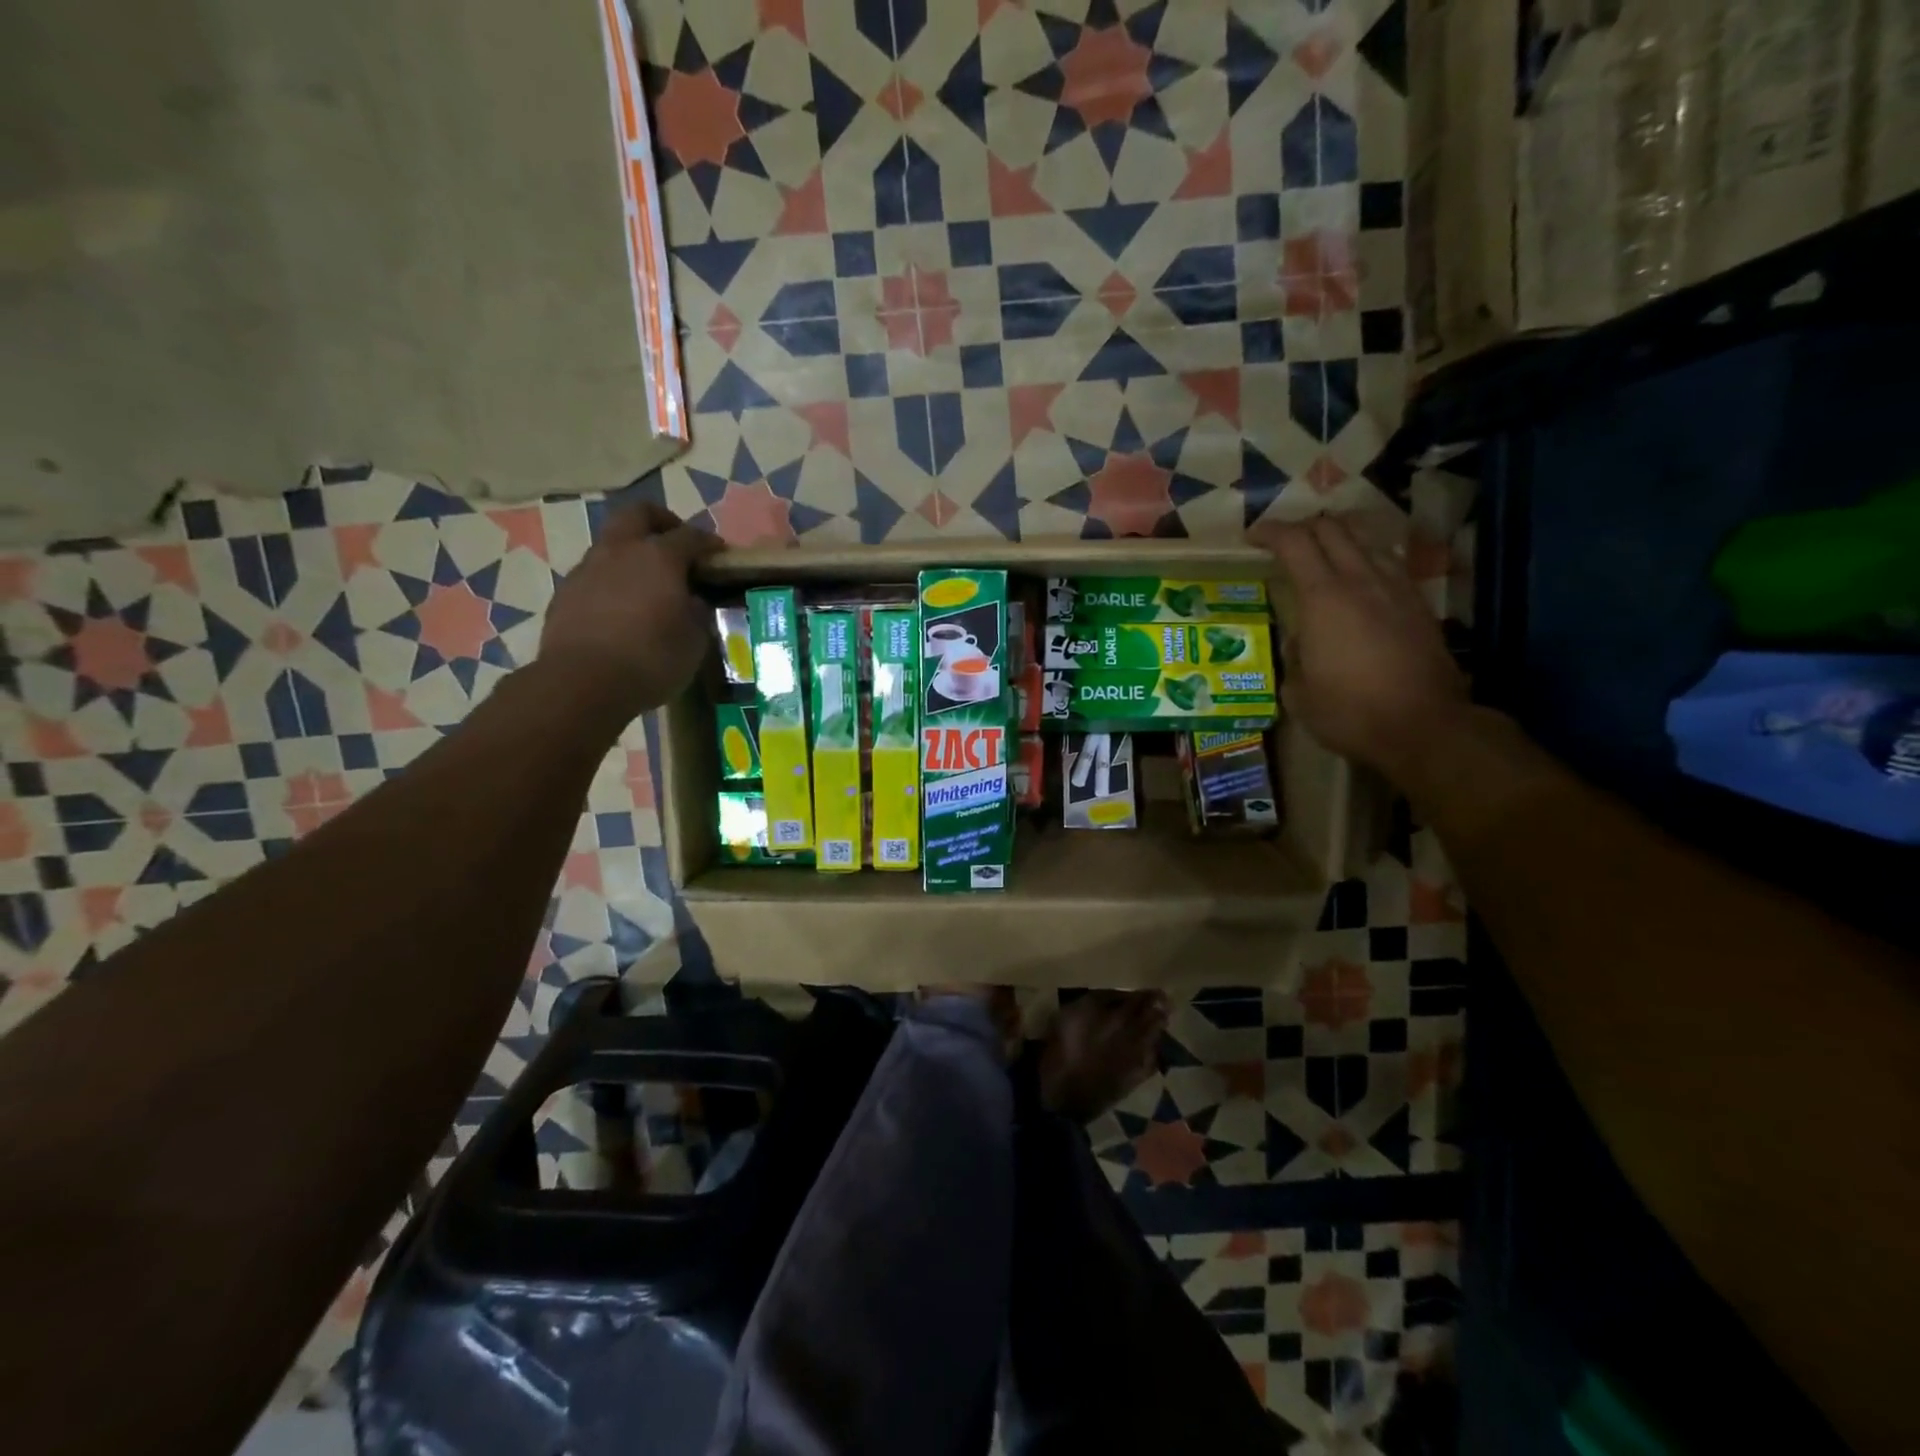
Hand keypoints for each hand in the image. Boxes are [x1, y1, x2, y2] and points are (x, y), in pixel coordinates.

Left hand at [538, 502, 721, 717]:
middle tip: (677, 545)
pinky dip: (612, 581)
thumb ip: (698, 614)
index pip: (691, 536)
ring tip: (648, 584)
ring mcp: (587, 569)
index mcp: (659, 557)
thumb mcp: (694, 641)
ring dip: (632, 553)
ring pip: (612, 543)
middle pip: (639, 514)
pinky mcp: (565, 593)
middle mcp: (621, 551)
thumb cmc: (651, 660)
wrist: (582, 683)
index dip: (709, 543)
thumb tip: (693, 601)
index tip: (720, 555)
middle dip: (662, 522)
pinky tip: (621, 609)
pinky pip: (594, 574)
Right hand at [1249, 514, 1468, 778]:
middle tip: (1285, 543)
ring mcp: (1396, 588)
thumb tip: (1301, 642)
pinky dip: (1366, 559)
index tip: (1253, 537)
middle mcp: (1360, 580)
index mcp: (1322, 598)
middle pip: (1332, 528)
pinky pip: (1388, 564)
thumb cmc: (1349, 712)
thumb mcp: (1298, 692)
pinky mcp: (1419, 604)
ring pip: (1365, 540)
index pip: (1294, 542)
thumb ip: (1293, 656)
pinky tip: (1360, 580)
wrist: (1424, 726)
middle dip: (1303, 527)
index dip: (1270, 532)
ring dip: (1339, 538)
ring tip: (1323, 555)